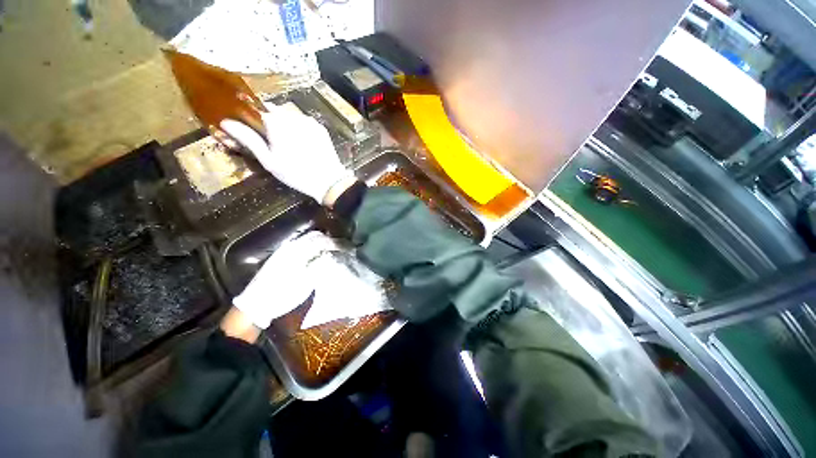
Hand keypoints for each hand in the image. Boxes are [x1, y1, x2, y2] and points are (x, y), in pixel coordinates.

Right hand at [220, 103, 351, 203]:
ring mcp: (309, 121)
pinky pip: (304, 122)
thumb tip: (226, 122)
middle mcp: (293, 116)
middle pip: (275, 110)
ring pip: (290, 115)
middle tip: (272, 140)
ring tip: (288, 143)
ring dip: (285, 123)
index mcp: (277, 122)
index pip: (257, 109)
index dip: (253, 117)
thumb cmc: (296, 173)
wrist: (329, 181)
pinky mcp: (320, 128)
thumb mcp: (269, 160)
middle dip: (270, 120)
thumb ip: (249, 139)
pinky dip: (299, 127)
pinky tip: (302, 142)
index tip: (253, 128)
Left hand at [231, 231, 335, 328]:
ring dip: (324, 243)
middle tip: (345, 249)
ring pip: (309, 240)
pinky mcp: (282, 256)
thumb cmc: (281, 295)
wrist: (255, 305)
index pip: (323, 241)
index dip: (338, 244)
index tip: (350, 249)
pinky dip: (315, 247)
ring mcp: (285, 250)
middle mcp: (291, 246)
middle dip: (332, 241)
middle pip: (316, 236)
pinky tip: (320, 255)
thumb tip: (333, 255)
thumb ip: (319, 265)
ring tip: (335, 252)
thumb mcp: (304, 283)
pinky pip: (302, 245)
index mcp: (297, 251)